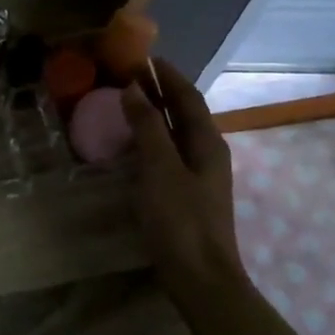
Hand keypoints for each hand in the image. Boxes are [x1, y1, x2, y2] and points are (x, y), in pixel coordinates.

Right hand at [121, 60, 246, 307]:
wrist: (200, 277)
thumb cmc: (180, 220)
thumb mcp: (160, 168)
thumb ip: (147, 127)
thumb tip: (134, 89)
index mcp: (207, 142)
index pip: (187, 96)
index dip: (167, 74)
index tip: (142, 57)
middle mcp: (208, 153)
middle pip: (185, 112)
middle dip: (160, 91)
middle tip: (127, 76)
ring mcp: (199, 175)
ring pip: (177, 133)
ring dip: (155, 114)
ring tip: (126, 103)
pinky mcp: (187, 194)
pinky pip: (169, 153)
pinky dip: (152, 138)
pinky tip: (133, 145)